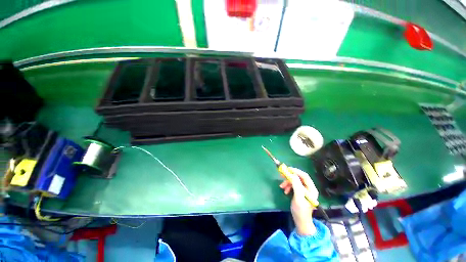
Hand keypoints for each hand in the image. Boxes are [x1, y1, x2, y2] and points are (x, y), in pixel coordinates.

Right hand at [279, 167, 318, 235]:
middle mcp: (309, 188)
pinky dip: (288, 186)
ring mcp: (305, 190)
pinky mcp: (300, 192)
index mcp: (311, 189)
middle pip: (299, 177)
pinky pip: (293, 185)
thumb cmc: (301, 211)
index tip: (287, 169)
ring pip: (295, 181)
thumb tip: (292, 174)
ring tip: (282, 187)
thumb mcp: (298, 198)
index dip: (296, 171)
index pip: (304, 176)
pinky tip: (285, 191)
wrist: (301, 222)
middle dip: (290, 176)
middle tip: (281, 175)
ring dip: (287, 182)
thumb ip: (296, 186)